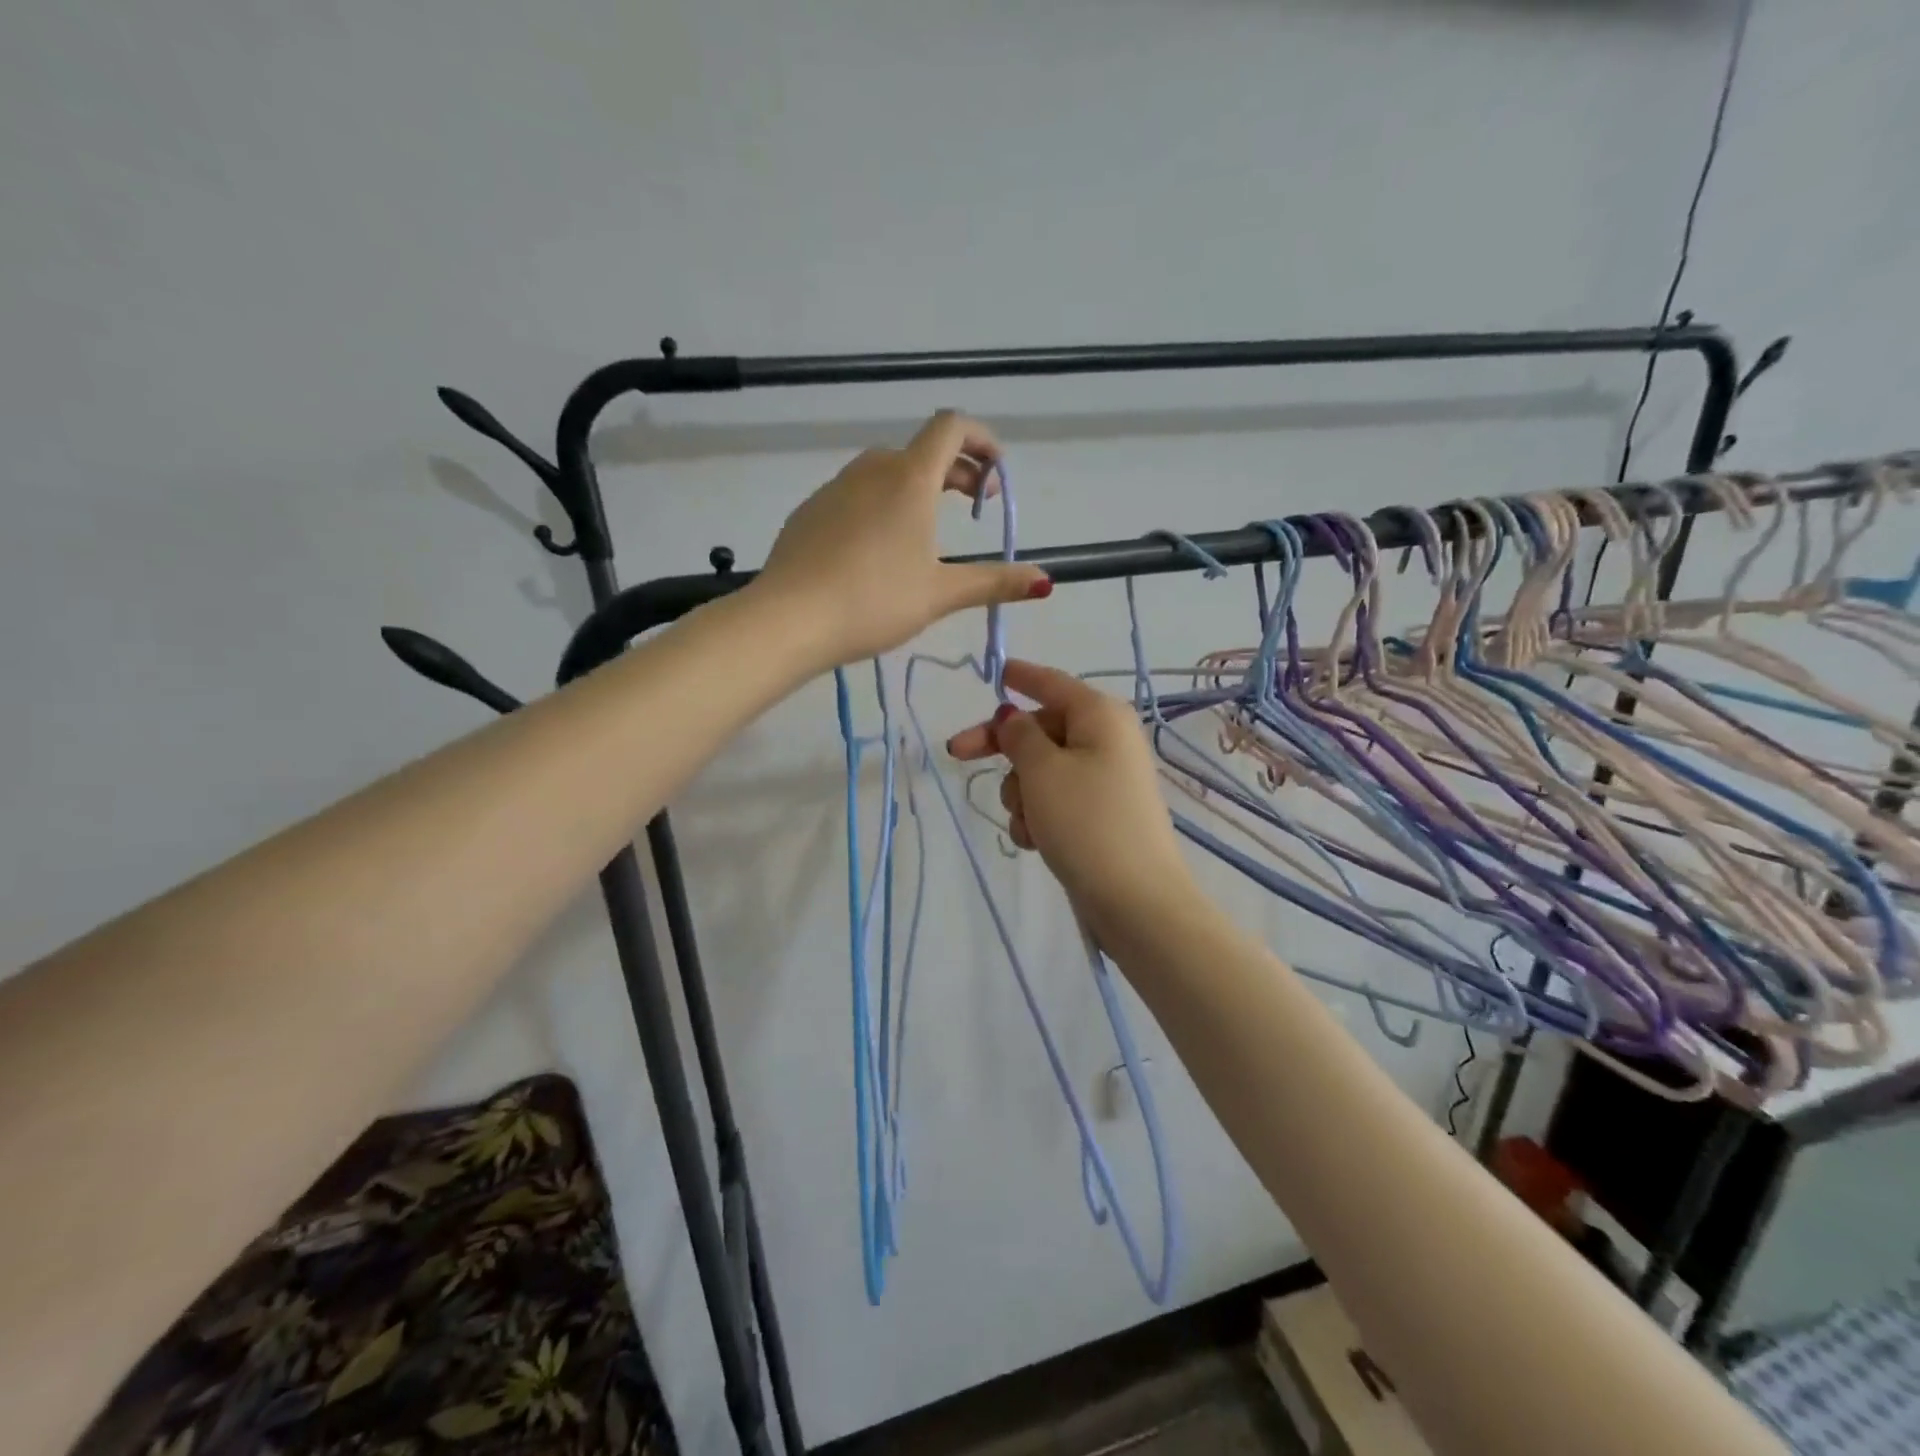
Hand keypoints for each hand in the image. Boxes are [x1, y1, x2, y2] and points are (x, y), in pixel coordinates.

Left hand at [752, 412, 1048, 667]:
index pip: (951, 428)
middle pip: (922, 450)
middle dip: (956, 471)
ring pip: (886, 472)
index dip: (982, 440)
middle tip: (973, 508)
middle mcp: (872, 470)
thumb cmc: (874, 602)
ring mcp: (835, 488)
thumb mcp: (940, 594)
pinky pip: (856, 494)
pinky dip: (881, 504)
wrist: (788, 619)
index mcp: (910, 479)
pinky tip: (877, 549)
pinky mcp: (810, 511)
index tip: (996, 474)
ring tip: (927, 532)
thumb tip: (1045, 581)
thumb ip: (994, 582)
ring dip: (917, 487)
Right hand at [946, 660, 1197, 931]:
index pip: (1052, 683)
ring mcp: (1103, 779)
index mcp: (1099, 715)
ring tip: (1028, 822)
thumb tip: (1012, 717)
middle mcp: (1105, 740)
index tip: (994, 672)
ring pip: (1041, 770)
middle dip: (1005, 751)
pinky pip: (1054, 800)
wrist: (1135, 899)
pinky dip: (1038, 816)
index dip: (1020, 677)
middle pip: (1040, 730)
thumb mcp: (1042, 770)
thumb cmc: (1086, 821)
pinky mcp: (1098, 814)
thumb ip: (1019, 736)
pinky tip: (1035, 842)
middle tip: (957, 755)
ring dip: (1021, 793)